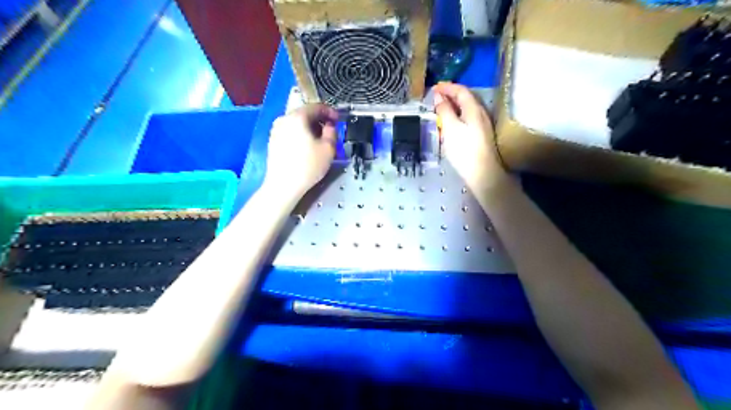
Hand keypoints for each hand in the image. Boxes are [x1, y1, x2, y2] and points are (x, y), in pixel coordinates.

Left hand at [267, 104, 339, 196]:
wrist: (283, 186)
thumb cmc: (308, 166)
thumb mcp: (328, 149)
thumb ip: (332, 132)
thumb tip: (329, 126)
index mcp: (297, 117)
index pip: (316, 107)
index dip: (330, 111)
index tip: (338, 119)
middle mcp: (284, 119)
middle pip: (305, 114)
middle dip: (319, 120)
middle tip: (330, 130)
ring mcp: (276, 130)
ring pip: (297, 124)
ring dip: (310, 128)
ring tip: (320, 141)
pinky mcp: (273, 141)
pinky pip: (290, 132)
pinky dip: (301, 135)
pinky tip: (307, 147)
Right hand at [433, 83, 509, 191]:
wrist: (482, 173)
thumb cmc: (464, 150)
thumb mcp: (450, 128)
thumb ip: (444, 111)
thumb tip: (439, 97)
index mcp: (474, 109)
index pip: (461, 91)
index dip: (447, 87)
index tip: (434, 87)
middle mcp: (481, 113)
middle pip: (465, 98)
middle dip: (450, 95)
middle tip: (436, 97)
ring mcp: (482, 125)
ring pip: (466, 109)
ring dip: (453, 106)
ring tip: (440, 109)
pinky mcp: (481, 135)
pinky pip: (467, 118)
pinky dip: (457, 115)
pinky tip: (450, 123)